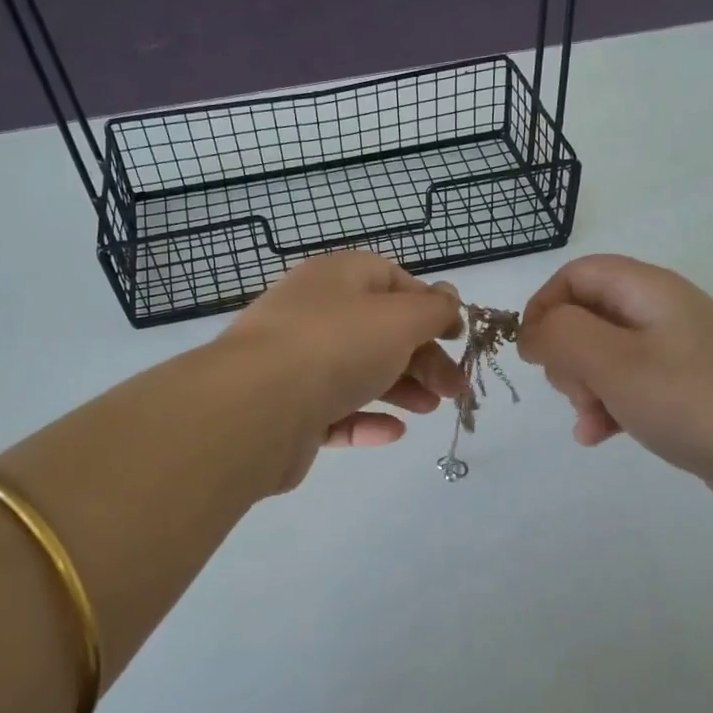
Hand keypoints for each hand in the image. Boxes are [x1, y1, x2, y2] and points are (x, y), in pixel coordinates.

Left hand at [223, 252, 465, 490]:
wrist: (256, 408)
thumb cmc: (336, 346)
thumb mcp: (399, 318)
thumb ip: (432, 309)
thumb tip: (448, 297)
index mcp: (336, 279)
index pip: (390, 280)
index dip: (428, 305)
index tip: (456, 336)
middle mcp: (314, 315)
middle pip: (379, 331)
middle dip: (424, 358)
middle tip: (455, 388)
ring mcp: (297, 364)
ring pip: (359, 372)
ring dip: (401, 389)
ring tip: (430, 409)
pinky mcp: (290, 411)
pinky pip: (335, 412)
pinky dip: (366, 420)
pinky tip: (393, 432)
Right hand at [519, 255, 712, 544]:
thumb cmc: (694, 403)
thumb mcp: (614, 363)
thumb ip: (560, 335)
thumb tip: (532, 329)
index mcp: (650, 290)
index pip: (578, 273)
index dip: (545, 306)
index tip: (531, 352)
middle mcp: (665, 313)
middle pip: (590, 314)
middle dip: (566, 353)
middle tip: (573, 391)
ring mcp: (680, 354)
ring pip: (606, 356)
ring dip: (584, 387)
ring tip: (589, 422)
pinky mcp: (689, 393)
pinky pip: (632, 388)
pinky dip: (609, 407)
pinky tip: (602, 438)